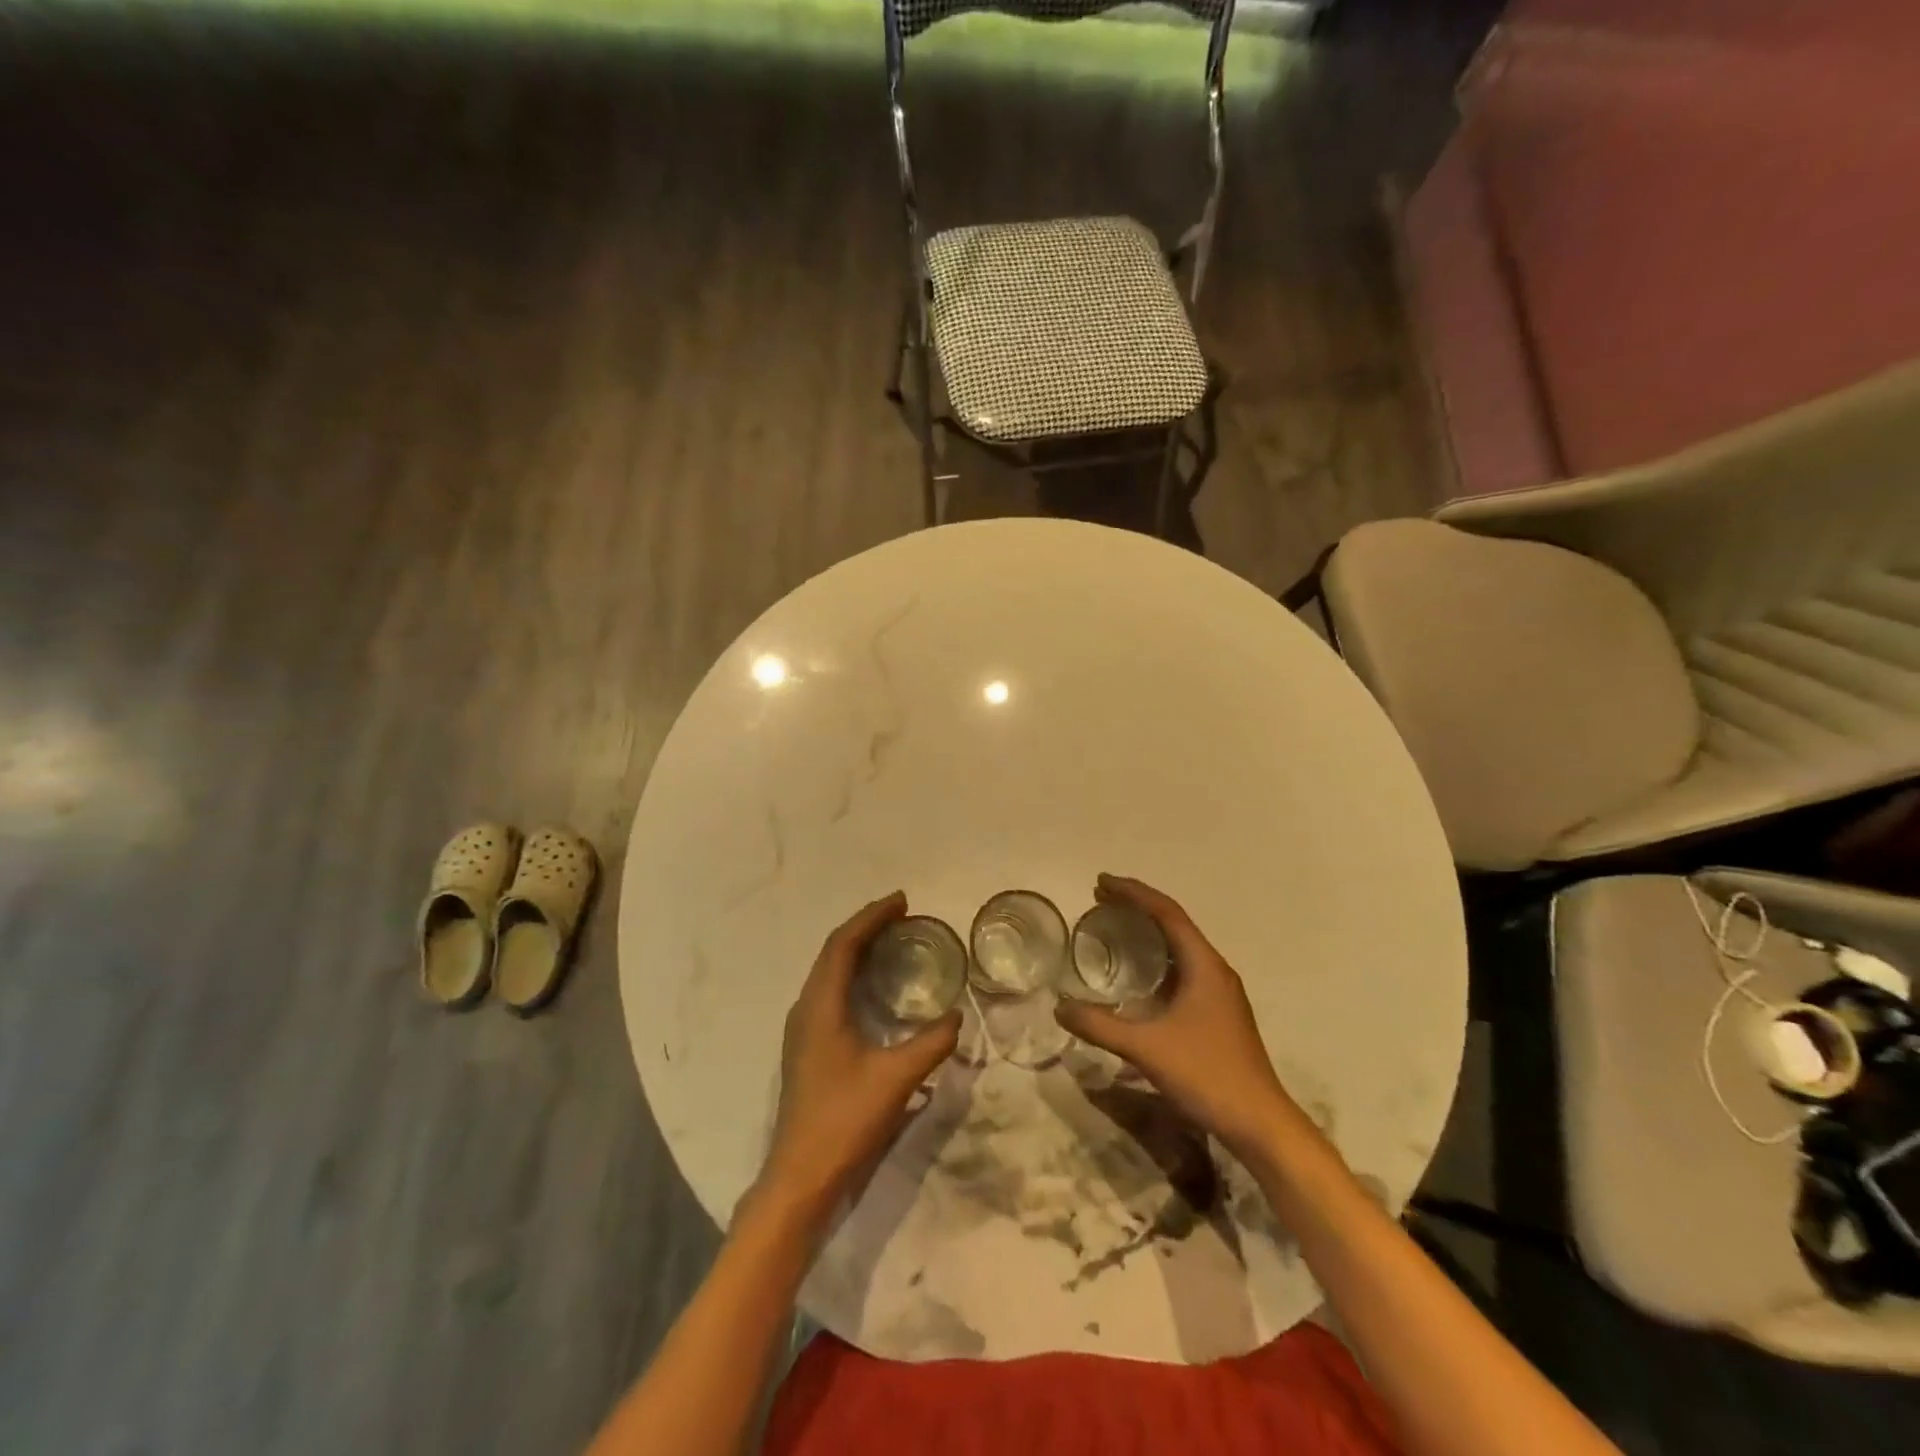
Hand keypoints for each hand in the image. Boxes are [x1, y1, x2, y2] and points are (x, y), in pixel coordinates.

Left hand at [755, 892, 961, 1226]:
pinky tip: (875, 988)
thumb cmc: (844, 1121)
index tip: (902, 901)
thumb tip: (956, 1016)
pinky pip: (830, 992)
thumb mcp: (896, 1079)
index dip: (872, 917)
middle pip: (833, 952)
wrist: (800, 1177)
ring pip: (829, 972)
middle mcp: (806, 1008)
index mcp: (820, 1006)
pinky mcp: (808, 1047)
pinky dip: (853, 975)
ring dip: (858, 950)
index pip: (843, 945)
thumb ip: (930, 1043)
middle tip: (902, 916)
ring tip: (892, 941)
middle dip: (866, 928)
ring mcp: (803, 1029)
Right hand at [1055, 874, 1301, 1164]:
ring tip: (1115, 927)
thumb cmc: (1207, 1075)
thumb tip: (1059, 1007)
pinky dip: (1158, 959)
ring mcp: (1221, 993)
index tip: (1101, 883)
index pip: (1167, 913)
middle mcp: (1215, 970)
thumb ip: (1100, 1026)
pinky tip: (1139, 977)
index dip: (1133, 893)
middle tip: (1101, 900)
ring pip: (1181, 947)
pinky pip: (1184, 968)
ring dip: (1149, 932)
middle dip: (1138, 907)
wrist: (1261, 1124)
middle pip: (1174, 923)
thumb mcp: (1146, 1048)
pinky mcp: (1219, 1013)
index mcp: (1204, 965)